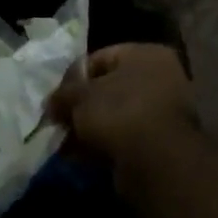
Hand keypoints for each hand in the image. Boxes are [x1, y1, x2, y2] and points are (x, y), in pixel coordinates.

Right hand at [49, 43, 197, 185]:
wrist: (157, 163)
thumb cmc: (118, 113)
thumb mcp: (80, 97)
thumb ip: (63, 95)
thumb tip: (52, 103)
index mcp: (145, 54)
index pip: (99, 58)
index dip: (73, 78)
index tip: (57, 98)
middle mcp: (161, 77)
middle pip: (109, 88)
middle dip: (82, 107)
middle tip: (60, 122)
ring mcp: (165, 112)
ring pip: (117, 115)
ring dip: (91, 128)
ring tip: (66, 144)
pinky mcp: (163, 143)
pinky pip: (126, 137)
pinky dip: (105, 144)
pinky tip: (82, 157)